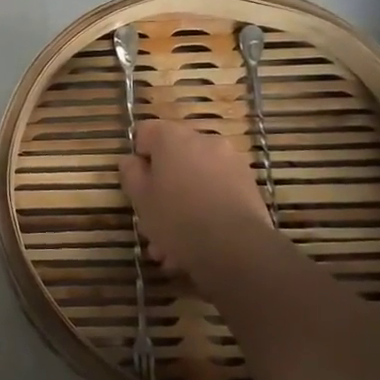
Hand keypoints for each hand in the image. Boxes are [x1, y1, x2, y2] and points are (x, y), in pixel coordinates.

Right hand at [118, 119, 272, 279]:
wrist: (236, 247)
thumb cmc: (177, 218)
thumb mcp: (140, 198)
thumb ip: (131, 173)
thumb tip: (132, 160)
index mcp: (173, 138)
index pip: (146, 131)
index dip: (138, 155)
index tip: (137, 182)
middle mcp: (204, 141)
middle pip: (174, 157)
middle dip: (162, 186)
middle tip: (152, 217)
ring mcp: (230, 162)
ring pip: (195, 179)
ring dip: (183, 203)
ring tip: (172, 246)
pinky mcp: (248, 185)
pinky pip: (216, 193)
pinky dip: (205, 210)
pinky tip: (195, 245)